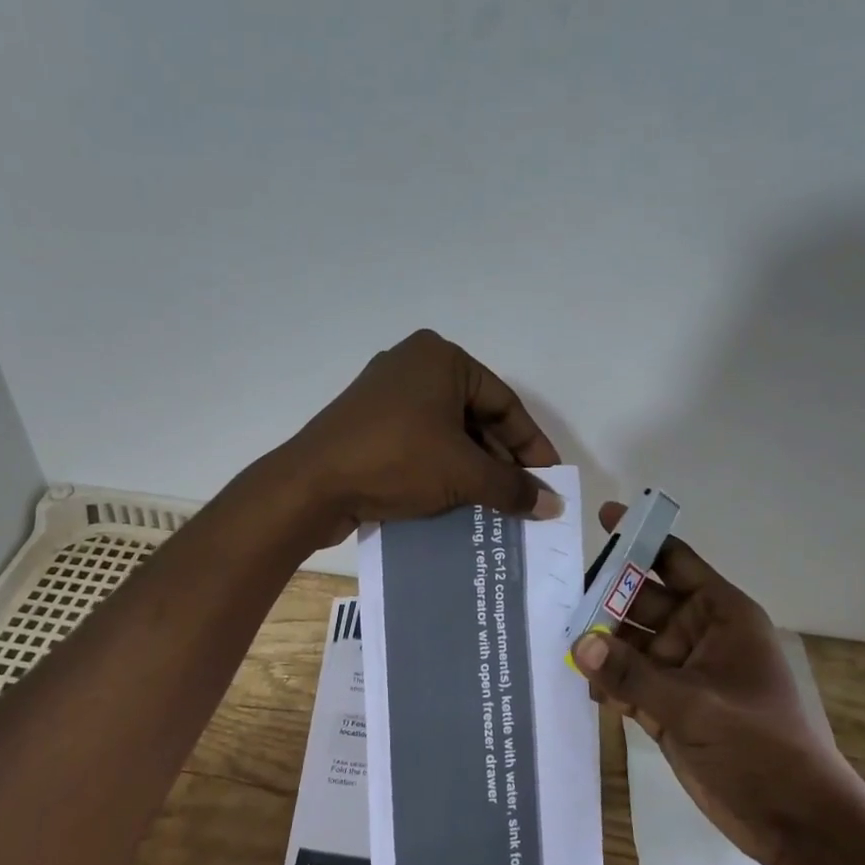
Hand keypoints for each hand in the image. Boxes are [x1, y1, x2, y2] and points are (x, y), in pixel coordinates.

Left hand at [275, 329, 562, 547]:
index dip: (531, 445)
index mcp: (441, 358)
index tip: (549, 479)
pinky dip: (442, 468)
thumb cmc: (396, 461)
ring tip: (495, 506)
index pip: (504, 402)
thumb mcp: (463, 475)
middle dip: (501, 460)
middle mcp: (414, 365)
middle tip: (523, 497)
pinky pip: (419, 442)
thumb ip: (513, 488)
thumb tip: (553, 505)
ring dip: (472, 469)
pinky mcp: (367, 423)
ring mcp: (385, 394)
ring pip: (447, 432)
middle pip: (476, 416)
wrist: (311, 485)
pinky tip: (457, 501)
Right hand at [572, 502, 864, 864]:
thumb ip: (632, 674)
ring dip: (599, 641)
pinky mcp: (667, 706)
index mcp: (720, 614)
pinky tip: (577, 679)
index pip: (673, 560)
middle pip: (641, 600)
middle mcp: (697, 634)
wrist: (795, 822)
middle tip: (555, 591)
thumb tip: (578, 643)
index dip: (640, 539)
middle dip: (603, 596)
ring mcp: (680, 671)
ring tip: (554, 634)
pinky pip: (626, 680)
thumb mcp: (695, 705)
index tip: (602, 518)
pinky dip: (605, 679)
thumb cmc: (759, 746)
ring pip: (628, 642)